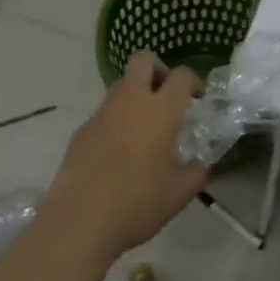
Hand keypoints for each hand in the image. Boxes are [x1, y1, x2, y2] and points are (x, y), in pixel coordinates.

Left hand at [45, 52, 207, 259]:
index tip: (198, 99)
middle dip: (158, 70)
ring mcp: (102, 112)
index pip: (181, 76)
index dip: (193, 81)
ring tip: (144, 128)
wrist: (80, 220)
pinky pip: (104, 112)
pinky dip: (116, 120)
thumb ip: (194, 174)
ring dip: (135, 95)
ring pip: (121, 84)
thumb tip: (199, 164)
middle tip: (167, 96)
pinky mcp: (82, 129)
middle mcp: (130, 101)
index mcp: (160, 111)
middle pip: (143, 60)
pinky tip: (118, 152)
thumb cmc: (136, 204)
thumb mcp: (177, 195)